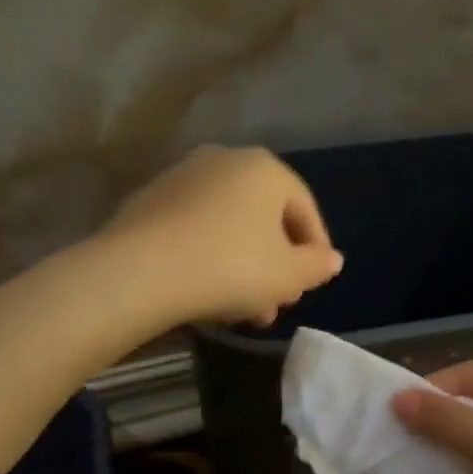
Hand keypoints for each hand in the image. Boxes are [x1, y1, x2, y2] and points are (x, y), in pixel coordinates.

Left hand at [102, 146, 344, 325]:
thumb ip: (316, 267)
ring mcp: (182, 177)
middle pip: (263, 219)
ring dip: (243, 267)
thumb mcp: (288, 276)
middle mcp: (224, 160)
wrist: (141, 271)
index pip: (304, 209)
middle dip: (274, 266)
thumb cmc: (231, 268)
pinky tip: (205, 293)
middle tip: (275, 306)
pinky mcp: (149, 200)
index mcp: (265, 169)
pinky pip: (194, 230)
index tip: (311, 285)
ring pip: (228, 227)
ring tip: (242, 312)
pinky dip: (208, 256)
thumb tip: (331, 260)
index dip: (314, 251)